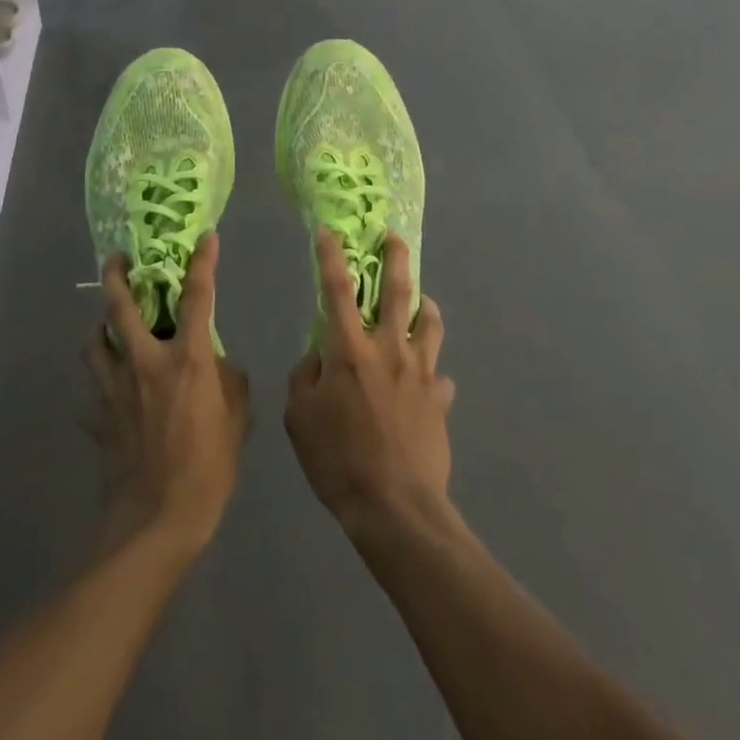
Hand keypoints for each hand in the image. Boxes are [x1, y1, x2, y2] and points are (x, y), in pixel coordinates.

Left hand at [84, 236, 249, 556]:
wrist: (155, 523)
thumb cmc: (207, 470)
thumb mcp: (237, 421)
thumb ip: (230, 382)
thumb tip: (216, 366)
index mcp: (187, 359)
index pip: (198, 296)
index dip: (203, 261)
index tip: (206, 237)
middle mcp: (145, 363)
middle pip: (120, 308)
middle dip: (116, 276)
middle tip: (116, 259)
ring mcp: (114, 390)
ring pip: (94, 343)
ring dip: (98, 327)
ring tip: (105, 325)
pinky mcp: (97, 418)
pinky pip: (92, 392)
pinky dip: (99, 386)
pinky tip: (107, 394)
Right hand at [284, 230, 454, 540]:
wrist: (395, 508)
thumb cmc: (338, 461)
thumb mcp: (300, 419)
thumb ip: (305, 377)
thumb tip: (318, 356)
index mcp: (350, 350)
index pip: (337, 289)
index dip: (331, 255)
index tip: (329, 230)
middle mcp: (389, 349)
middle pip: (396, 291)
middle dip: (396, 258)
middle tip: (395, 237)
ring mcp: (420, 372)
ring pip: (428, 323)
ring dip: (423, 305)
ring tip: (420, 301)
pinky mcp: (440, 399)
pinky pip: (438, 375)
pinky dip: (430, 370)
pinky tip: (426, 382)